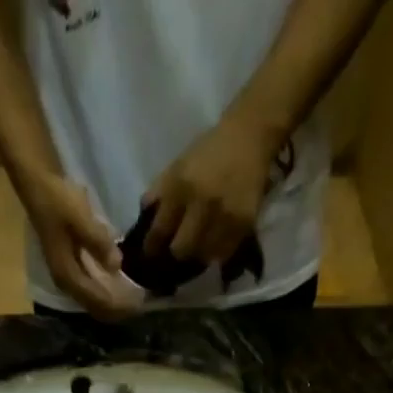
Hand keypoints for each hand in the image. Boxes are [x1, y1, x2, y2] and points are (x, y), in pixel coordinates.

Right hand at [21, 172, 136, 320]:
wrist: (39, 187)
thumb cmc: (59, 201)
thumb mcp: (80, 218)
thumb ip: (98, 242)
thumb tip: (116, 265)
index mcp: (67, 275)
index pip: (97, 300)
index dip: (118, 305)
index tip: (139, 302)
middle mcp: (67, 283)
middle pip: (95, 306)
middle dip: (117, 308)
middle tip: (141, 303)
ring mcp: (68, 278)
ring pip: (94, 301)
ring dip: (113, 303)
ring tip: (134, 299)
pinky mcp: (72, 270)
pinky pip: (92, 291)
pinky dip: (107, 292)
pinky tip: (121, 287)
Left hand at [144, 114, 280, 265]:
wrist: (250, 136)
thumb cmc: (209, 152)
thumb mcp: (178, 166)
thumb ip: (159, 193)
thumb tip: (143, 220)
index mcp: (180, 187)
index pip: (158, 232)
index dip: (151, 249)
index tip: (150, 255)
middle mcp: (202, 204)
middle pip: (181, 250)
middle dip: (176, 254)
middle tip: (176, 253)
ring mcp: (224, 216)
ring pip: (203, 256)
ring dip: (198, 256)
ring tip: (197, 249)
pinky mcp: (244, 223)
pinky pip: (224, 252)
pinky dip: (217, 252)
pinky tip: (215, 243)